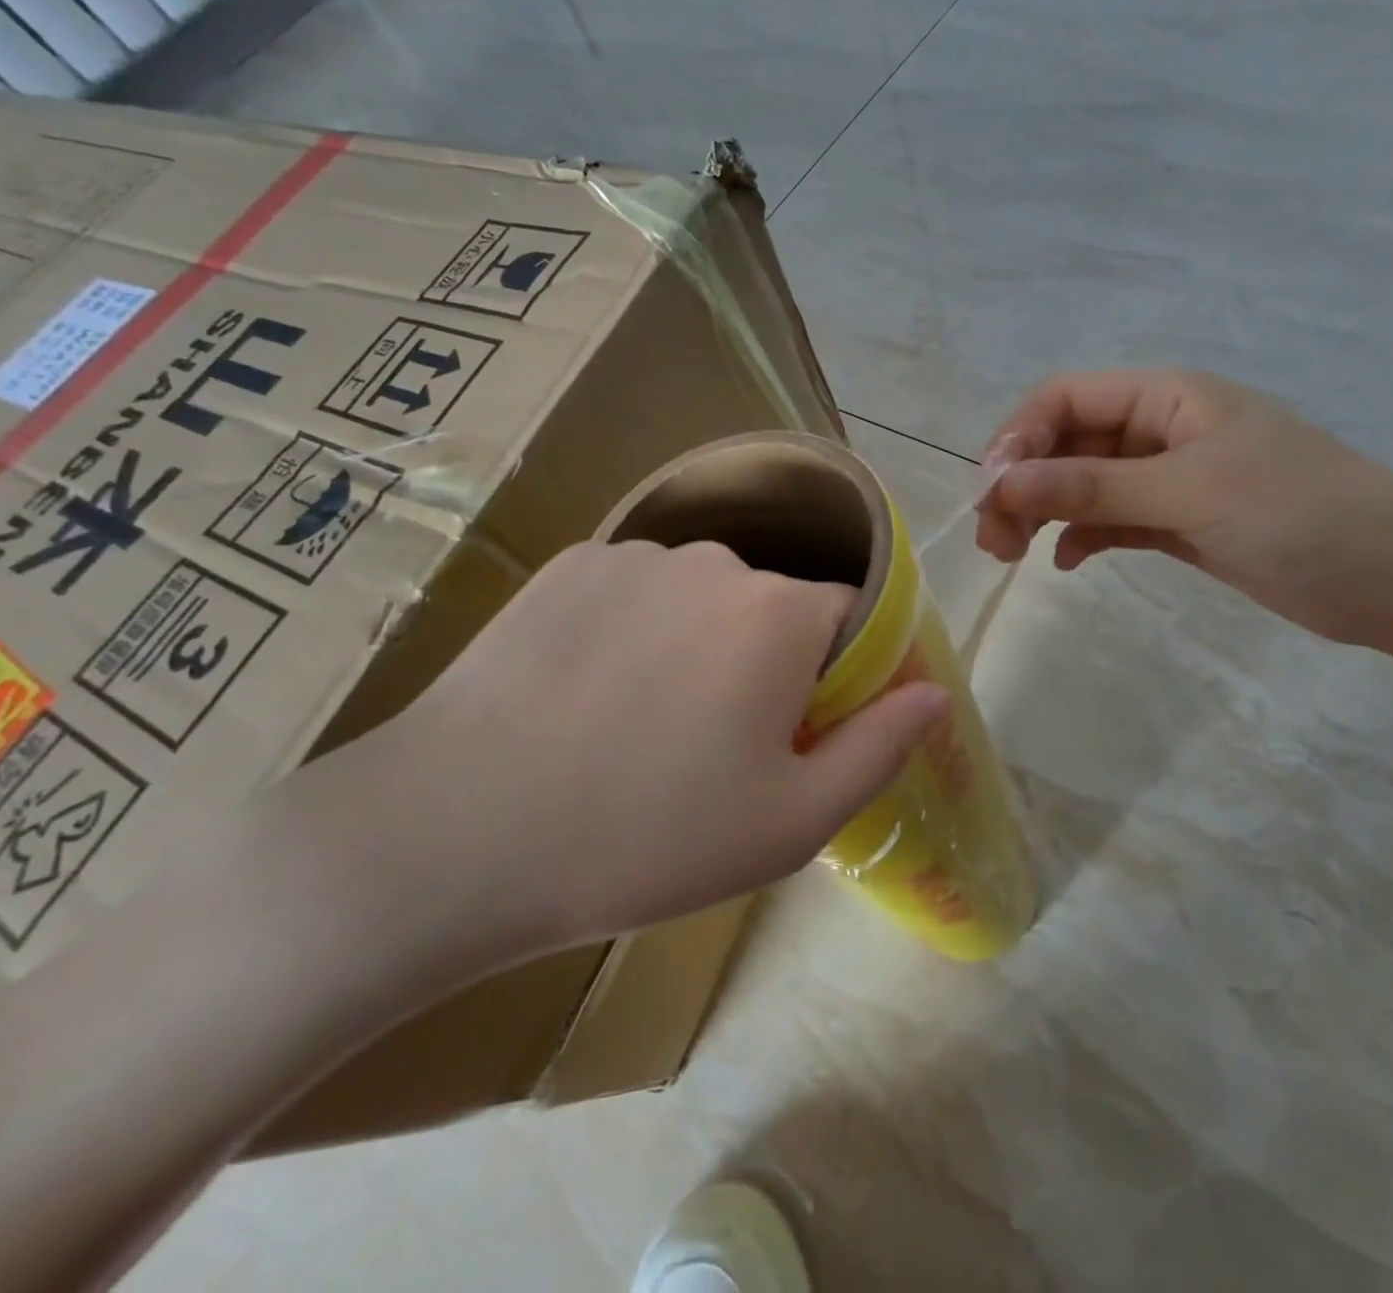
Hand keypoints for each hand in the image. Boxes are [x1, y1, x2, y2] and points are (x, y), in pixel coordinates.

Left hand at [297, 540, 949, 982]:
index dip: (838, 677)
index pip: (849, 619)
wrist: (457, 835)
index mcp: (780, 614)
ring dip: (697, 645)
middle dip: (766, 664)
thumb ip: (880, 747)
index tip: (801, 733)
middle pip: (773, 608)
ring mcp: (634, 555)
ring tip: (643, 725)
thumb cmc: (649, 836)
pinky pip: (634, 591)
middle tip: (715, 748)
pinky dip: (634, 630)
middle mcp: (716, 561)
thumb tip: (935, 693)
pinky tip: (588, 693)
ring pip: (701, 598)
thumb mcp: (791, 822)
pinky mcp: (567, 565)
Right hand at [976, 369, 1392, 644]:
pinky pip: (1109, 521)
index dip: (1018, 439)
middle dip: (1023, 485)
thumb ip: (1093, 488)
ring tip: (1013, 555)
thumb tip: (1002, 484)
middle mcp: (1159, 430)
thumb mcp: (1191, 491)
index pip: (1064, 399)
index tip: (991, 492)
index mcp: (1167, 397)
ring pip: (1081, 486)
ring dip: (1042, 514)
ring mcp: (1167, 478)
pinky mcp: (1177, 522)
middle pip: (1064, 445)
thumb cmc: (1302, 513)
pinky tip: (1068, 562)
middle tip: (994, 541)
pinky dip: (1082, 537)